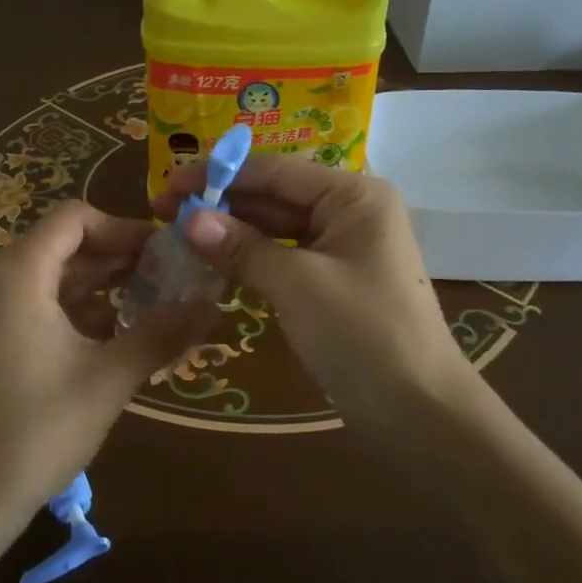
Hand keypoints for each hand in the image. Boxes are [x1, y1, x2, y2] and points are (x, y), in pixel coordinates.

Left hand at [0, 202, 207, 582]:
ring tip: (150, 305)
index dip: (123, 227)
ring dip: (99, 284)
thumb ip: (161, 333)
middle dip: (117, 257)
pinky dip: (72, 308)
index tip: (164, 253)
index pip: (75, 218)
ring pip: (49, 274)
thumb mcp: (108, 379)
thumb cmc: (35, 432)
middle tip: (169, 278)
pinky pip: (32, 301)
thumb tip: (211, 304)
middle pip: (63, 244)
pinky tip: (111, 334)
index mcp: (16, 273)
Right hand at [151, 156, 467, 427]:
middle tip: (162, 211)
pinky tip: (211, 261)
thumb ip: (242, 248)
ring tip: (176, 234)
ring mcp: (341, 247)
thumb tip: (186, 218)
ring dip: (231, 231)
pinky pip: (283, 257)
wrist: (419, 412)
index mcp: (353, 194)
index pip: (276, 171)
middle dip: (221, 202)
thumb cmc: (363, 334)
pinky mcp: (332, 280)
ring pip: (276, 228)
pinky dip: (250, 259)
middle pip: (274, 195)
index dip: (218, 175)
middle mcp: (349, 210)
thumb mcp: (298, 285)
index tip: (168, 184)